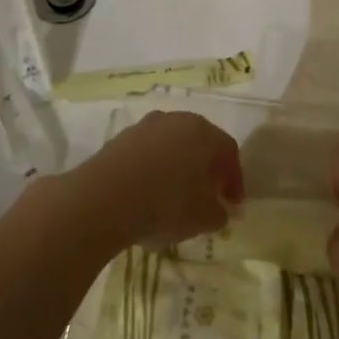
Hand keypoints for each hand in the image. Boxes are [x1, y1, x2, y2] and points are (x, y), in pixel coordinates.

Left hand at [63, 111, 241, 251]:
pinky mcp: (120, 138)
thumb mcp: (203, 218)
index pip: (229, 152)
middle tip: (207, 196)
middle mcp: (177, 120)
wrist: (103, 199)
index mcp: (204, 133)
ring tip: (175, 197)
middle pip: (200, 143)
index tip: (232, 205)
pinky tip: (147, 194)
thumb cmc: (165, 205)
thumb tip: (219, 210)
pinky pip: (147, 153)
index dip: (234, 180)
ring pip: (172, 146)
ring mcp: (146, 126)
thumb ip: (219, 213)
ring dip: (178, 168)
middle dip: (207, 170)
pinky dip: (153, 169)